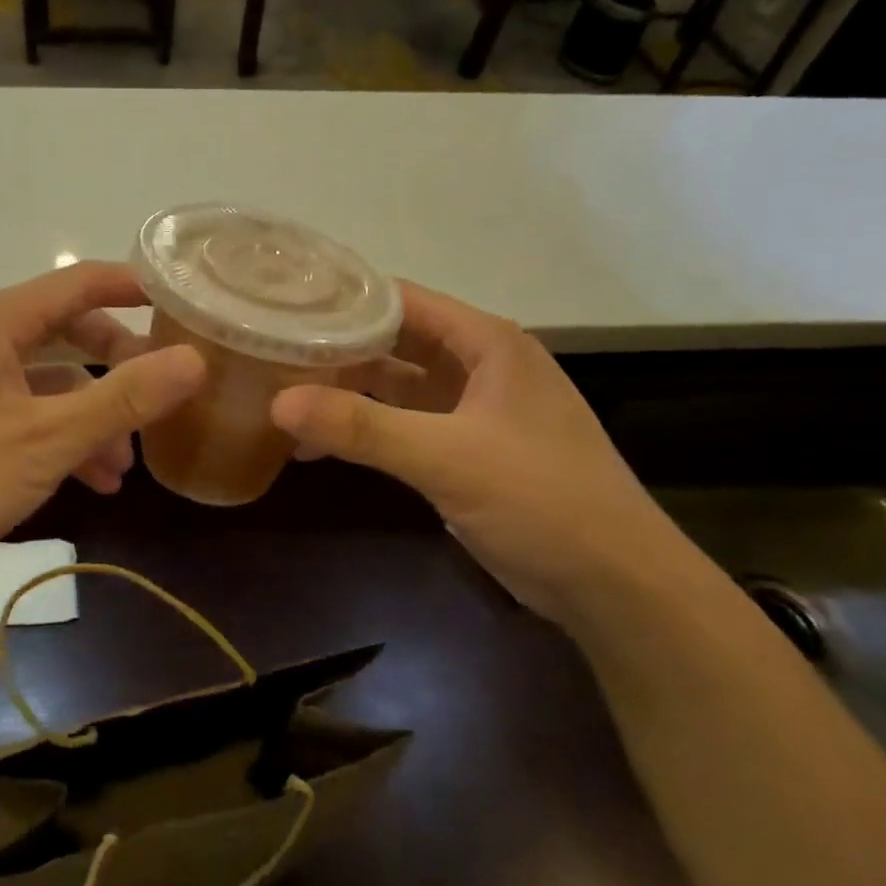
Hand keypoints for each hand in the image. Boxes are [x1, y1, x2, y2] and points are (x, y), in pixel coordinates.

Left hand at [0, 262, 204, 584]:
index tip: (184, 306)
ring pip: (53, 382)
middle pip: (71, 333)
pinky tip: (90, 483)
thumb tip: (194, 359)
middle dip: (120, 368)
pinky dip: (62, 439)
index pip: (82, 281)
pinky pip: (28, 413)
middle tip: (163, 398)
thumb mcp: (48, 439)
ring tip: (124, 468)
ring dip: (94, 417)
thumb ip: (124, 399)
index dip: (136, 288)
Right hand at [269, 282, 695, 626]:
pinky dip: (365, 431)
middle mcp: (479, 366)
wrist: (616, 585)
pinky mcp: (466, 451)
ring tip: (281, 398)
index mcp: (487, 343)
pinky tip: (318, 446)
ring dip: (346, 393)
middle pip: (394, 341)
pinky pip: (403, 426)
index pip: (402, 300)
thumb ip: (363, 428)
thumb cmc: (542, 500)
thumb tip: (278, 403)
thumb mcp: (447, 458)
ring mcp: (473, 410)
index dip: (344, 300)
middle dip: (336, 350)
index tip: (284, 308)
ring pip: (395, 387)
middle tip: (270, 355)